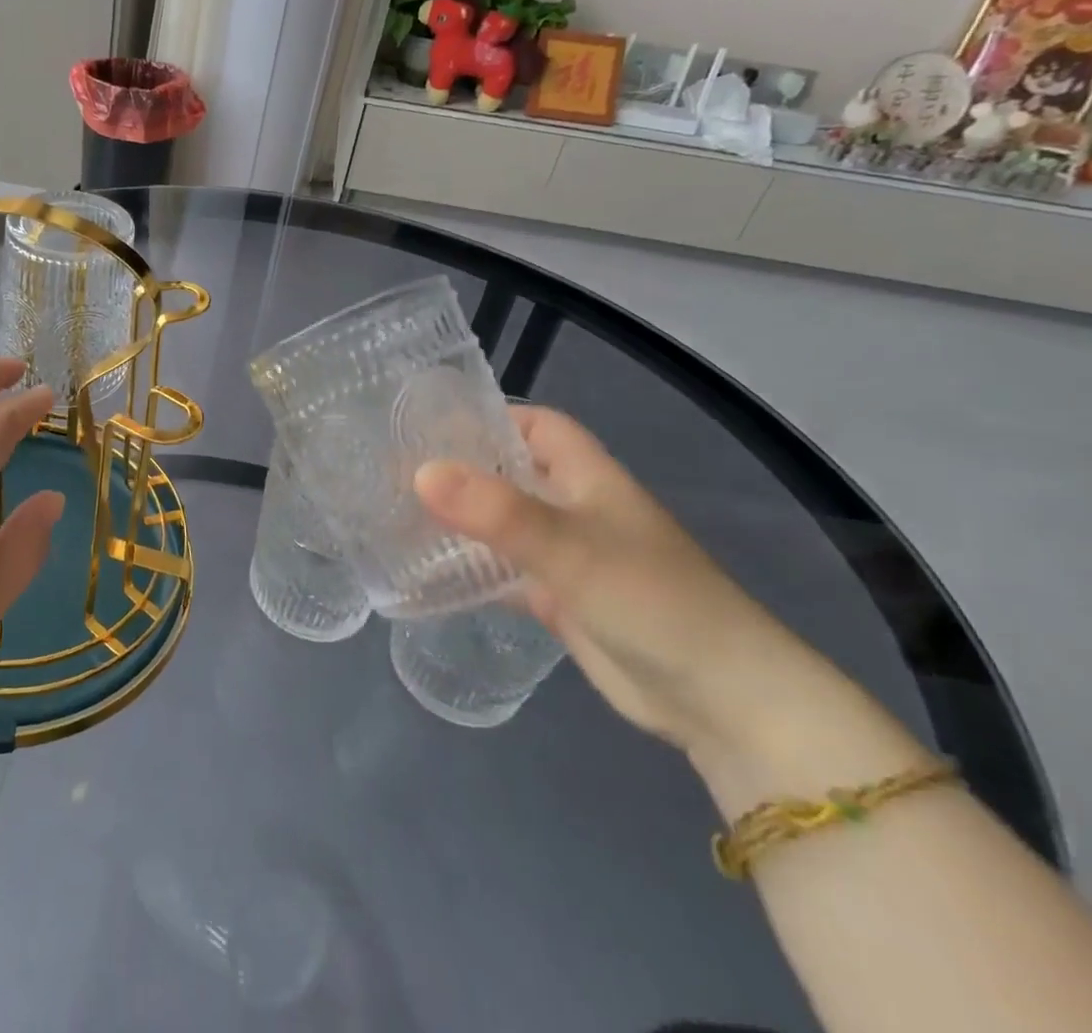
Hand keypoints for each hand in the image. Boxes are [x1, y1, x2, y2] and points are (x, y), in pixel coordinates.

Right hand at [414, 405, 810, 758]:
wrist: (721, 702)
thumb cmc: (652, 601)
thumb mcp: (569, 547)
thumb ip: (496, 510)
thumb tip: (418, 472)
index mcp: (587, 477)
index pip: (536, 425)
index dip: (490, 415)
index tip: (431, 421)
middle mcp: (574, 508)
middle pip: (511, 472)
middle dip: (460, 467)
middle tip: (394, 466)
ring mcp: (566, 556)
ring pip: (501, 523)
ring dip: (459, 518)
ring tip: (395, 512)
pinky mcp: (559, 600)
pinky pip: (502, 573)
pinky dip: (468, 569)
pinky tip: (424, 571)